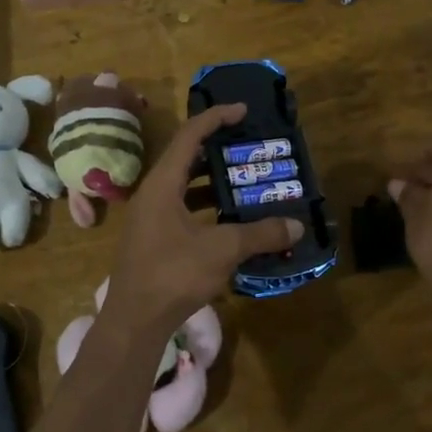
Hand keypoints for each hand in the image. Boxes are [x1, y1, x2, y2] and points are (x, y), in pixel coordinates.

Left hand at [102, 104, 303, 331]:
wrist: (134, 320)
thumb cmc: (173, 274)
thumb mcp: (222, 250)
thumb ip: (260, 234)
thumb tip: (297, 226)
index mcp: (162, 184)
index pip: (189, 136)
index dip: (216, 118)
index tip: (243, 111)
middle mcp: (152, 195)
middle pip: (185, 160)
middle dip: (217, 151)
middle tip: (249, 149)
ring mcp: (149, 219)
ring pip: (183, 188)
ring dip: (212, 183)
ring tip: (245, 182)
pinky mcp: (152, 240)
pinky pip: (181, 210)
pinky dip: (205, 209)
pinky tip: (229, 221)